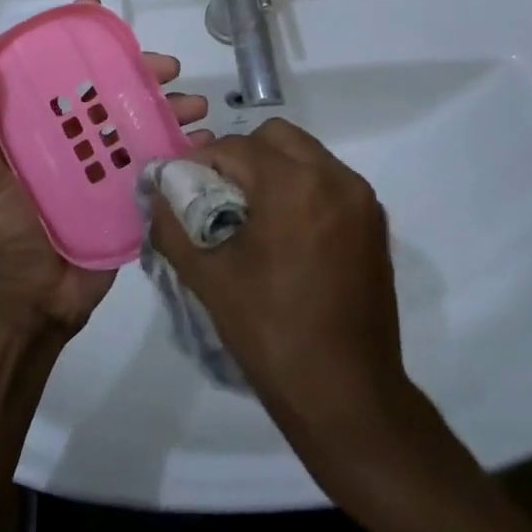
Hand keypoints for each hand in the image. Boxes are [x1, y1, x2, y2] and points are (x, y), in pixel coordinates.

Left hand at [0, 0, 208, 337]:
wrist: (28, 305)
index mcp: (30, 126)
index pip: (55, 70)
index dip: (78, 40)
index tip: (104, 14)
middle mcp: (67, 139)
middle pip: (107, 91)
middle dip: (140, 73)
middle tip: (169, 69)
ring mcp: (99, 168)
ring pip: (138, 122)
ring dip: (169, 107)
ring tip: (195, 105)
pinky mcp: (125, 196)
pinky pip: (155, 163)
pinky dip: (180, 148)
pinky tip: (202, 141)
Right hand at [147, 119, 412, 468]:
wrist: (346, 394)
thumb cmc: (271, 333)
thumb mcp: (208, 278)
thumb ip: (173, 225)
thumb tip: (155, 193)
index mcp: (294, 184)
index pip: (235, 147)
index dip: (202, 162)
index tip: (184, 188)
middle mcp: (335, 178)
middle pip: (276, 137)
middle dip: (242, 156)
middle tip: (218, 195)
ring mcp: (362, 200)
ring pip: (307, 155)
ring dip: (274, 169)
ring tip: (251, 215)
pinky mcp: (376, 224)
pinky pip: (330, 182)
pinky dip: (303, 188)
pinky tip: (286, 233)